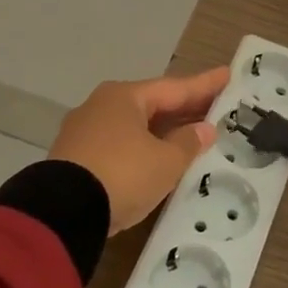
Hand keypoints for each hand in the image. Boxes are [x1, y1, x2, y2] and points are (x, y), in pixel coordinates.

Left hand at [50, 68, 225, 232]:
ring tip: (190, 133)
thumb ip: (187, 143)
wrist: (61, 213)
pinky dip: (142, 148)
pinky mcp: (74, 159)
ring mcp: (84, 132)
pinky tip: (156, 157)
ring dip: (162, 130)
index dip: (203, 84)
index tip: (226, 75)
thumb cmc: (122, 175)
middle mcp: (101, 106)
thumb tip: (204, 129)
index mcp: (125, 97)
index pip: (174, 88)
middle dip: (183, 108)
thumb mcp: (165, 162)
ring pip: (134, 126)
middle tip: (214, 106)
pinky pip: (119, 145)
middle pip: (152, 104)